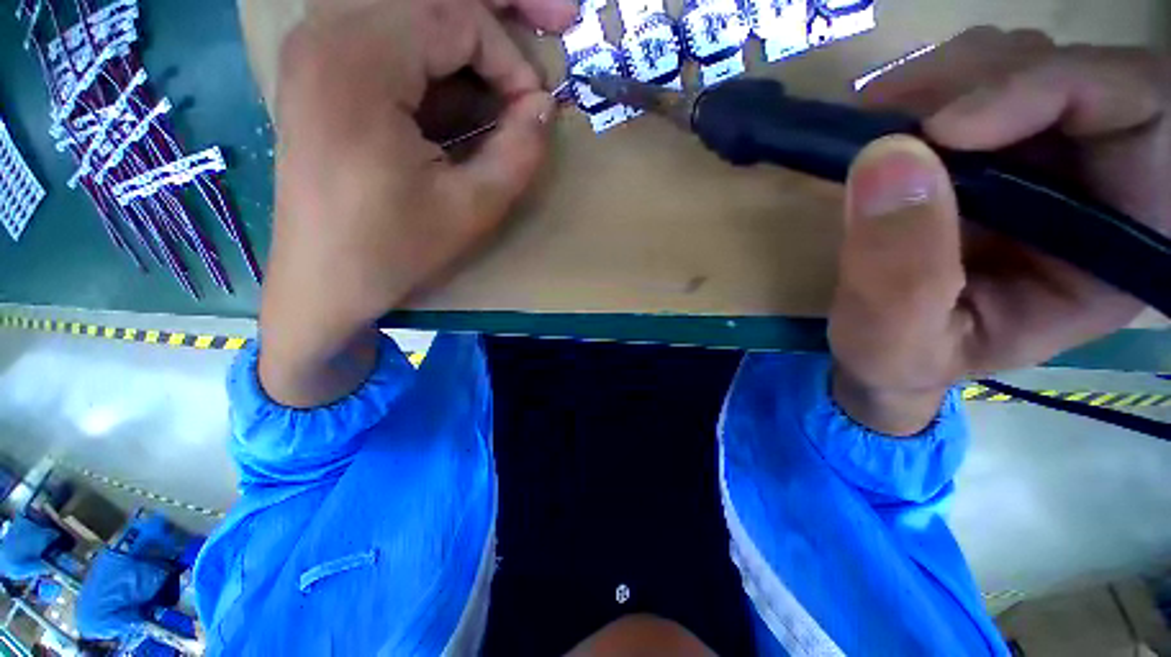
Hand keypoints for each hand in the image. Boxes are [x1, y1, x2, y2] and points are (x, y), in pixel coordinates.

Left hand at [259, 0, 576, 406]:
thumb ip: (519, 152)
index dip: (511, 59)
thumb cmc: (394, 250)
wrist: (324, 280)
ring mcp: (319, 46)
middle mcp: (327, 31)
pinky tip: (467, 88)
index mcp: (357, 60)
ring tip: (512, 66)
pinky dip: (440, 55)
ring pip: (414, 9)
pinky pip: (394, 36)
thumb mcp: (472, 208)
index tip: (535, 111)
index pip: (456, 16)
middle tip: (558, 15)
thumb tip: (545, 107)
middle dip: (502, 10)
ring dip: (471, 32)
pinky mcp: (323, 69)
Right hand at [828, 28, 1169, 434]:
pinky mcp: (987, 152)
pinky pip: (978, 78)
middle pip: (1079, 74)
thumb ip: (897, 273)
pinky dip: (928, 85)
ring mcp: (1040, 160)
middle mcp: (1094, 189)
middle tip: (890, 114)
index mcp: (1107, 251)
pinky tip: (885, 120)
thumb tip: (887, 160)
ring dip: (949, 77)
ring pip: (1025, 61)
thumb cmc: (895, 357)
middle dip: (987, 79)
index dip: (1059, 92)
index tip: (947, 127)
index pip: (1142, 122)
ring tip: (878, 121)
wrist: (878, 346)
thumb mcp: (891, 340)